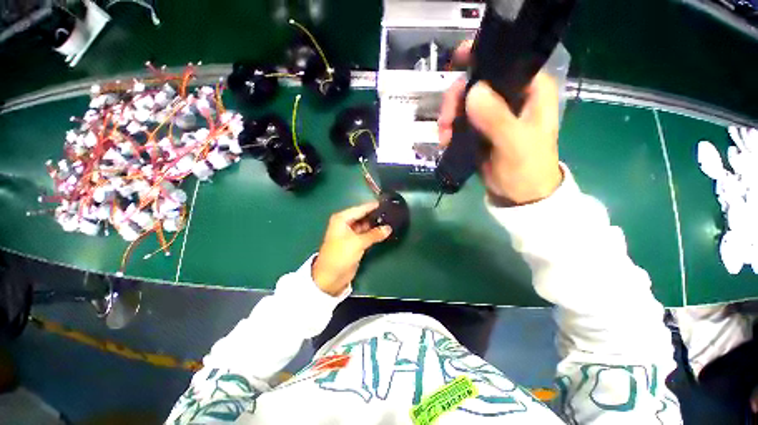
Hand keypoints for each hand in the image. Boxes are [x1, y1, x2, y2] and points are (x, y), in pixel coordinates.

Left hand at [312, 202, 391, 295]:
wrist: (330, 277)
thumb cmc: (340, 255)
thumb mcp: (357, 243)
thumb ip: (374, 234)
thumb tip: (388, 228)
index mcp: (342, 219)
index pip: (360, 209)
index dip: (373, 206)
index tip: (385, 203)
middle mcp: (345, 224)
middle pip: (363, 216)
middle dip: (375, 216)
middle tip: (391, 213)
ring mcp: (350, 234)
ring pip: (365, 226)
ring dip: (375, 225)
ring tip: (390, 221)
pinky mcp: (354, 243)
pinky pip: (366, 235)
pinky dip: (373, 234)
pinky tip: (384, 232)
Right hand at [438, 42, 563, 204]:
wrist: (519, 195)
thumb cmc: (526, 168)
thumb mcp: (514, 143)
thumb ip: (496, 118)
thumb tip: (473, 91)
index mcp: (531, 90)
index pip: (506, 61)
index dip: (481, 56)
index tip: (456, 61)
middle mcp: (512, 97)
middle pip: (478, 82)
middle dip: (456, 98)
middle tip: (445, 118)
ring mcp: (494, 114)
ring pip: (465, 102)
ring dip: (449, 116)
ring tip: (443, 134)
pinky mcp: (481, 129)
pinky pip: (460, 120)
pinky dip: (450, 128)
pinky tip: (445, 140)